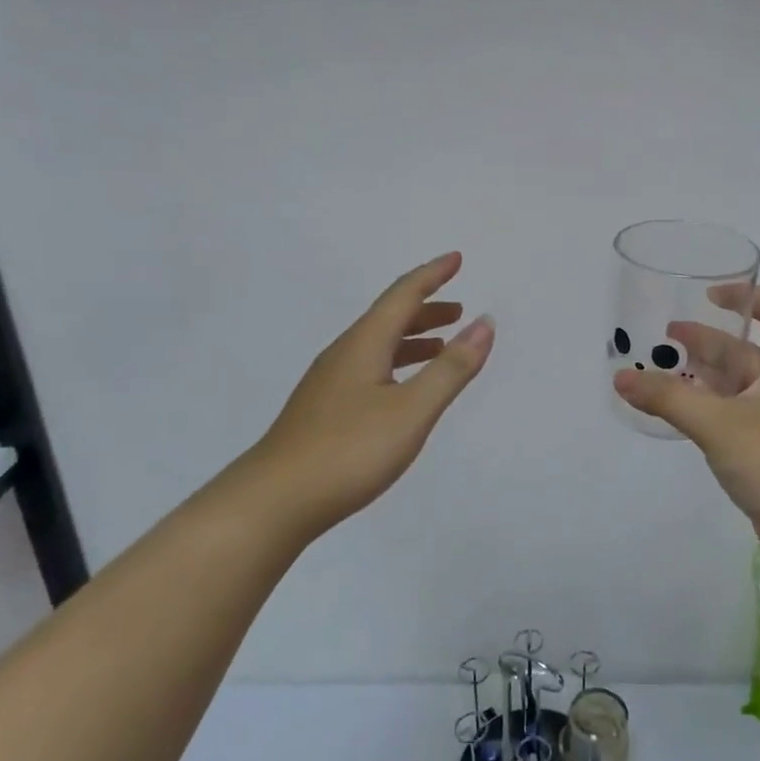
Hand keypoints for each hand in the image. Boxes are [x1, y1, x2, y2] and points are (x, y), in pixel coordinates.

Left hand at [235, 252, 493, 540]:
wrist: (275, 501)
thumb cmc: (349, 450)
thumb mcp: (412, 410)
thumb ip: (451, 368)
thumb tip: (484, 323)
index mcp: (364, 345)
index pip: (402, 296)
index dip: (432, 275)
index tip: (456, 259)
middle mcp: (344, 355)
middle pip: (388, 319)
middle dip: (425, 309)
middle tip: (458, 309)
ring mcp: (329, 384)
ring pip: (377, 347)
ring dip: (412, 339)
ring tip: (440, 347)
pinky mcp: (324, 412)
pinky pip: (369, 370)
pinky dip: (397, 365)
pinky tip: (403, 391)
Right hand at [613, 285, 759, 581]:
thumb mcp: (718, 423)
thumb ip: (668, 399)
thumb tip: (620, 378)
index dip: (749, 297)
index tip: (710, 296)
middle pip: (746, 352)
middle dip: (707, 341)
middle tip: (664, 339)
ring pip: (736, 389)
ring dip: (703, 378)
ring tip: (661, 374)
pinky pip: (732, 421)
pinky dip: (706, 412)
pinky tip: (679, 417)